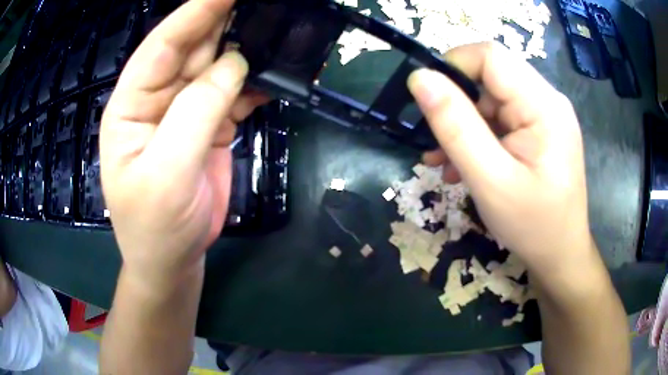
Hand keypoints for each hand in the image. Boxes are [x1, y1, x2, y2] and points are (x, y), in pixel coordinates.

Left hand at [100, 0, 264, 285]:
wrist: (172, 260)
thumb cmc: (154, 226)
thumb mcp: (166, 173)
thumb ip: (195, 113)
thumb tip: (235, 63)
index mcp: (132, 104)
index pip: (162, 44)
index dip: (195, 12)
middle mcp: (158, 99)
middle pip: (193, 48)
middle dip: (224, 21)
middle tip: (260, 4)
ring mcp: (186, 112)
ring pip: (218, 67)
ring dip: (245, 47)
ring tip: (276, 27)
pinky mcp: (211, 126)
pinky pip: (235, 94)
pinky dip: (256, 83)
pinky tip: (277, 73)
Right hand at [408, 42, 593, 275]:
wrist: (560, 256)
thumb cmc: (533, 226)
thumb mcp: (490, 181)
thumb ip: (455, 126)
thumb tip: (420, 79)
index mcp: (543, 105)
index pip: (490, 57)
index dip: (453, 67)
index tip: (427, 101)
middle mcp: (546, 101)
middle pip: (490, 78)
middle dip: (456, 104)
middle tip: (437, 144)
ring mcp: (543, 116)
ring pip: (491, 100)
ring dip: (463, 126)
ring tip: (444, 163)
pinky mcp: (538, 131)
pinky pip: (500, 120)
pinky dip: (477, 137)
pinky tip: (462, 166)